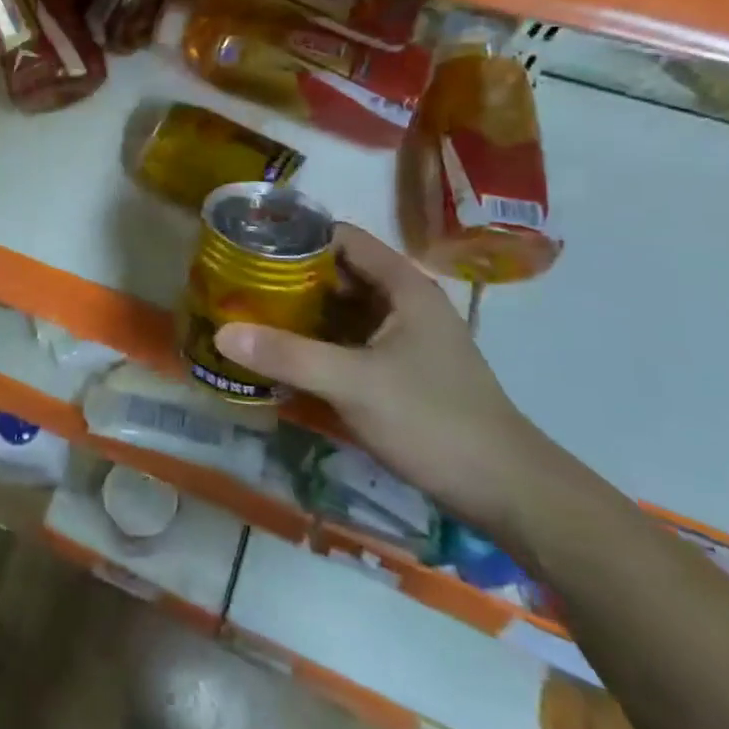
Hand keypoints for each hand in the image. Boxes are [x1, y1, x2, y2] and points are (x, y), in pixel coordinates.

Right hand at [214, 224, 559, 538]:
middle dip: (288, 277)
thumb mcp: (354, 383)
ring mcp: (402, 339)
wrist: (507, 492)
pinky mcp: (397, 371)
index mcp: (403, 287)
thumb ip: (288, 355)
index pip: (341, 238)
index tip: (248, 246)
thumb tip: (222, 333)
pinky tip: (279, 355)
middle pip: (336, 273)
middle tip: (235, 284)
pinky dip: (313, 342)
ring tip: (245, 314)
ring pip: (339, 310)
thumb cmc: (434, 420)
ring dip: (298, 312)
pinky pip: (345, 342)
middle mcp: (403, 304)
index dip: (296, 236)